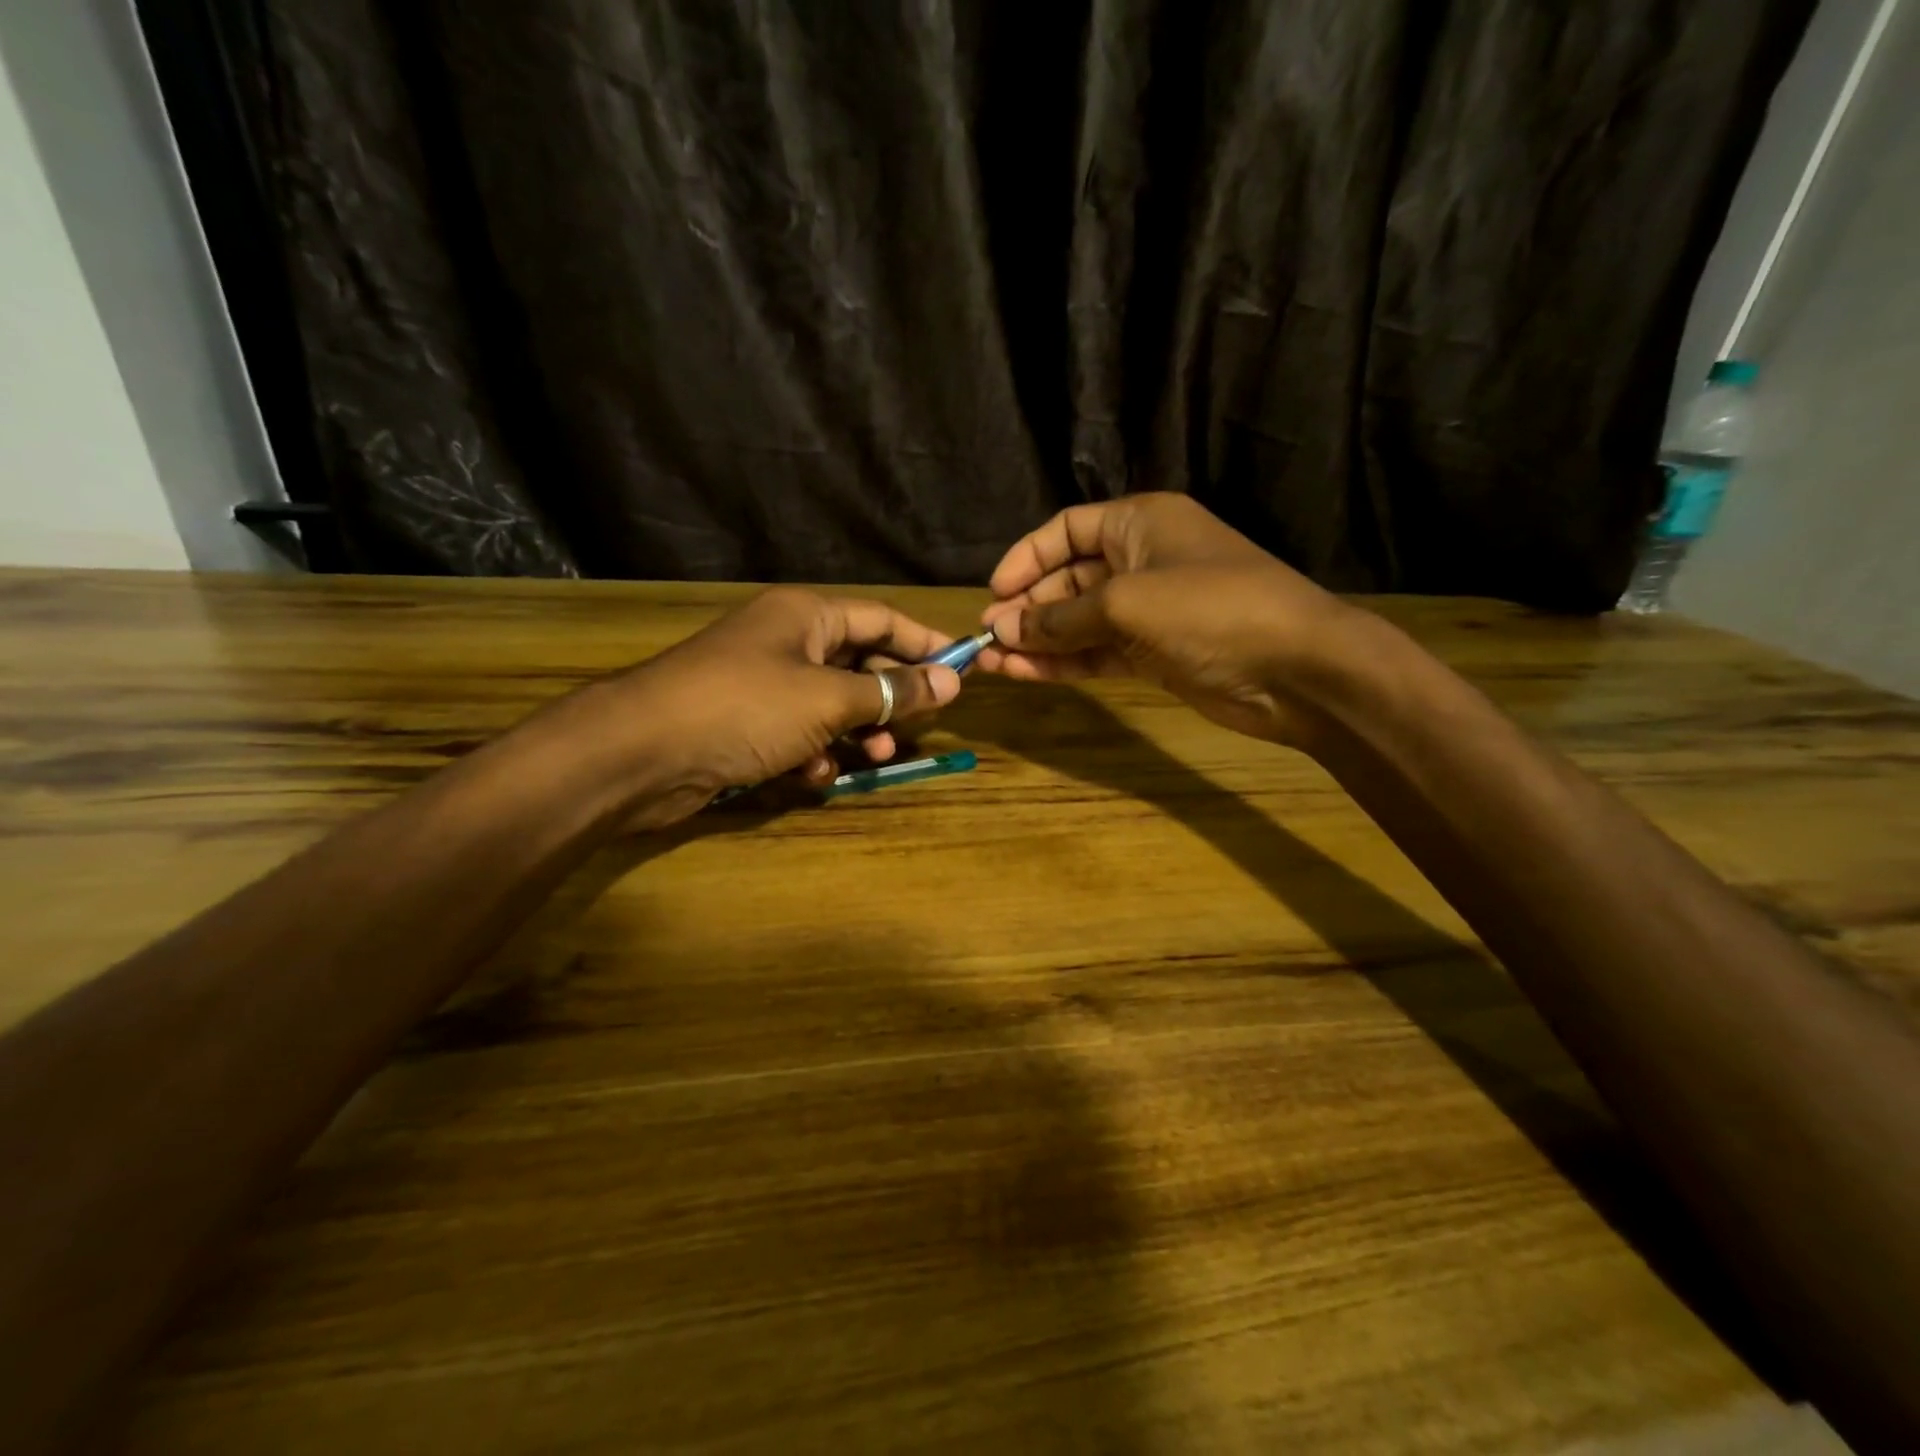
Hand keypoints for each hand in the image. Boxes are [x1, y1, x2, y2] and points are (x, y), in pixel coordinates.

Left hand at [548, 588, 962, 826]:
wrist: (641, 752)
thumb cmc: (744, 708)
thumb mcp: (828, 699)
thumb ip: (891, 691)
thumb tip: (951, 681)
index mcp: (806, 615)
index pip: (882, 617)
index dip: (924, 642)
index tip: (962, 668)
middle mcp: (786, 641)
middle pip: (858, 661)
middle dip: (890, 696)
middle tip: (921, 724)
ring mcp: (763, 684)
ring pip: (831, 704)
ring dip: (858, 730)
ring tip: (878, 754)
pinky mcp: (746, 725)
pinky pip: (798, 733)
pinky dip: (814, 753)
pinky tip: (813, 774)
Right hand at [979, 494, 1360, 747]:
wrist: (1295, 669)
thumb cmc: (1211, 609)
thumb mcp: (1126, 603)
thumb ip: (1060, 618)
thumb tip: (1003, 630)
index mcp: (1140, 522)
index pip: (1067, 529)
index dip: (1027, 558)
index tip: (995, 593)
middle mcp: (1141, 560)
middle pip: (1068, 578)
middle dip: (1028, 607)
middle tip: (989, 638)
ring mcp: (1148, 611)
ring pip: (1079, 622)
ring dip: (1038, 640)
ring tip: (994, 663)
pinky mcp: (1154, 653)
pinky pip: (1097, 653)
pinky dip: (1063, 663)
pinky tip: (1025, 674)